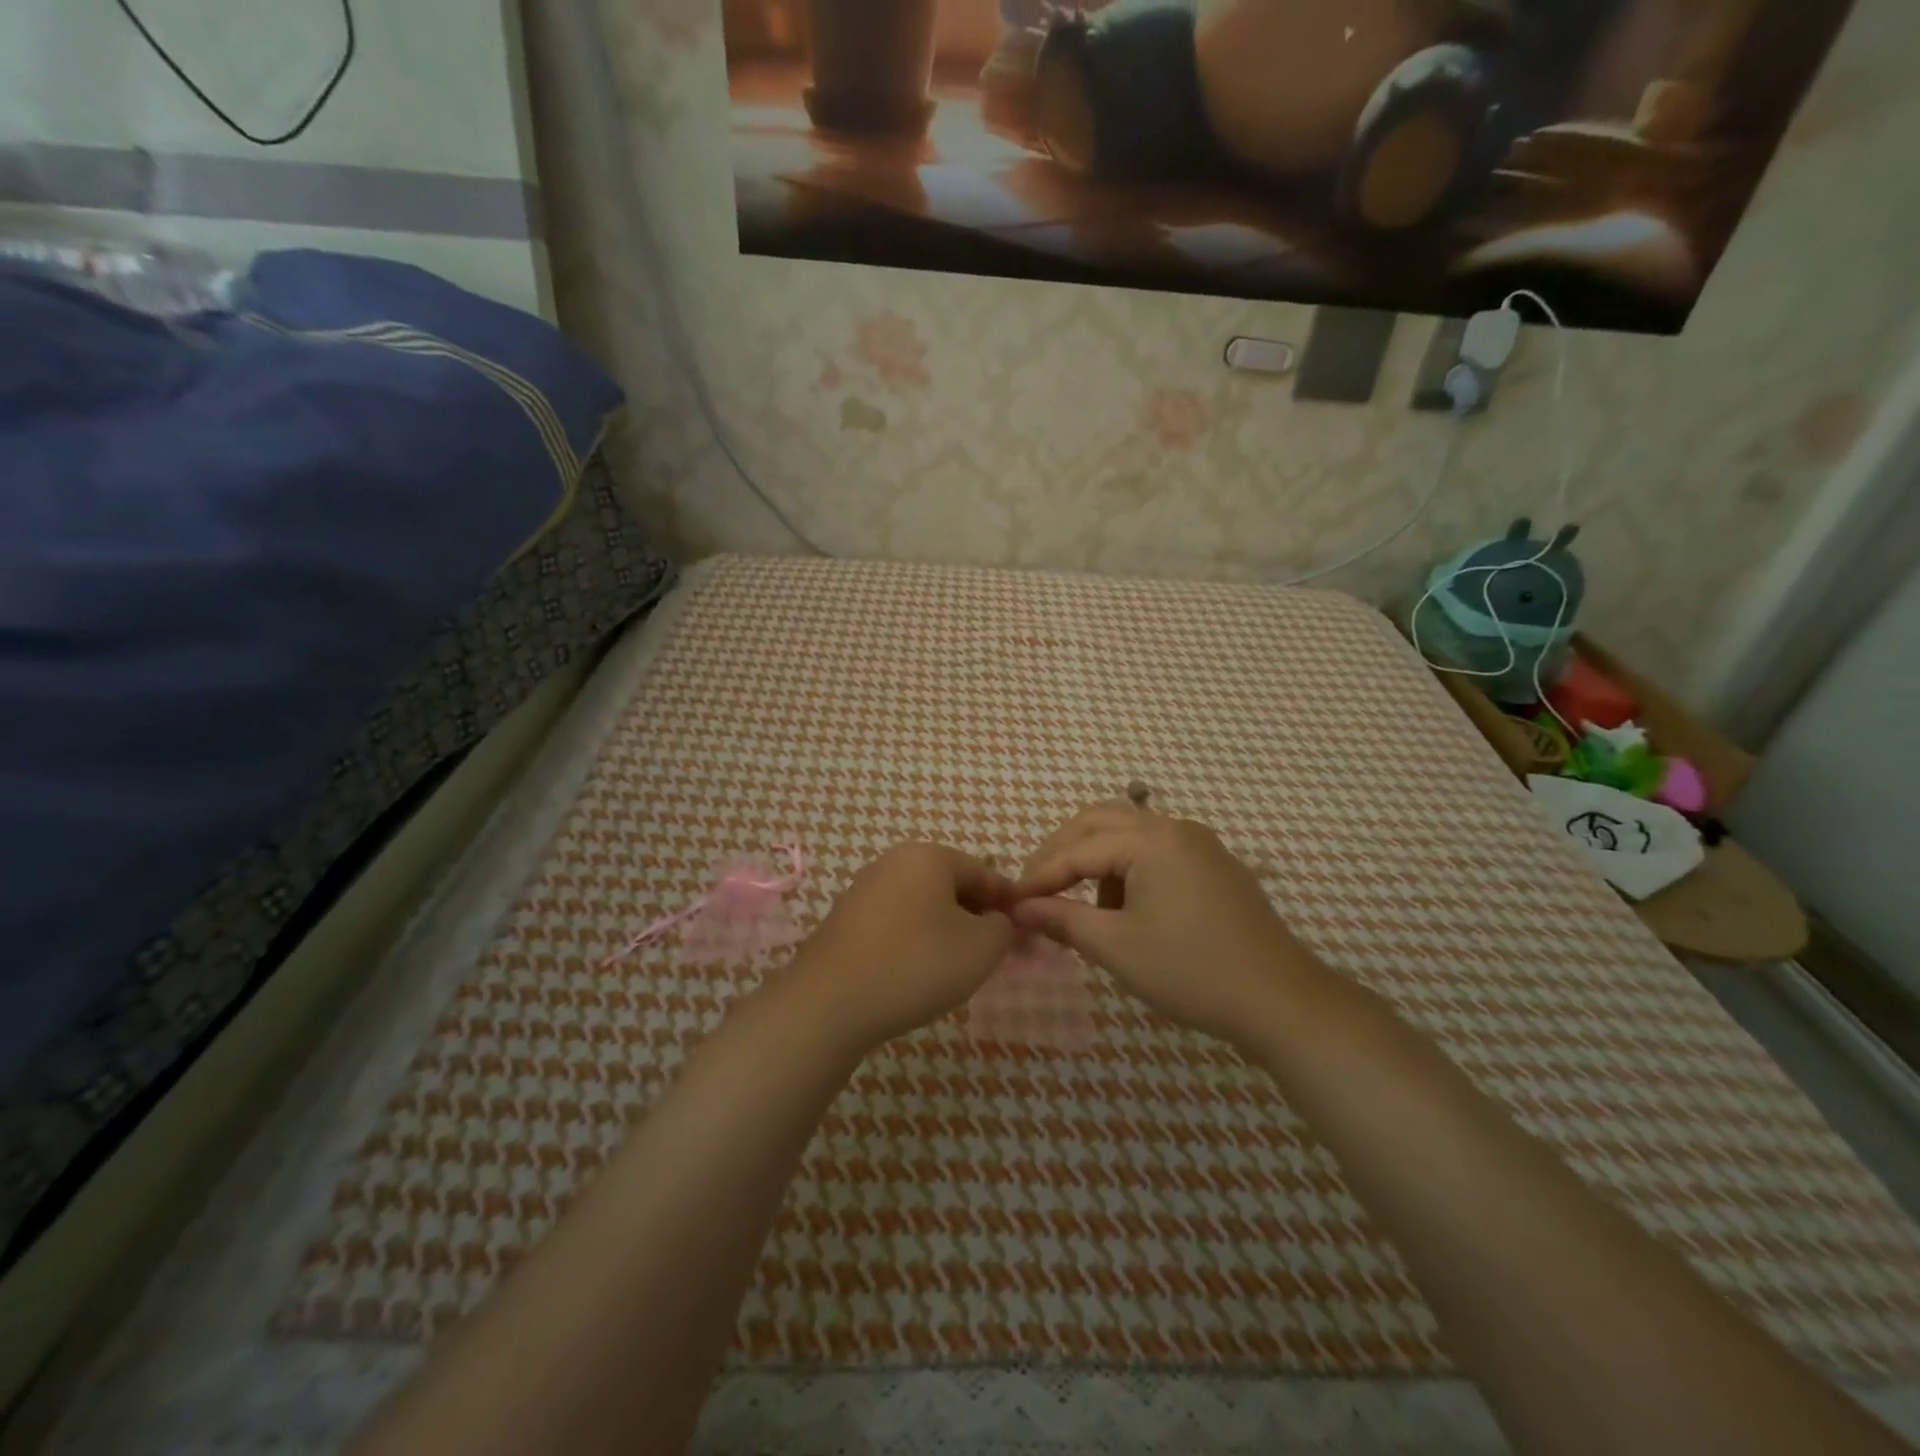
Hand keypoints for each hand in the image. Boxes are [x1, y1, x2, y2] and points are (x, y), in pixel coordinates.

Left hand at [786, 842, 1015, 1051]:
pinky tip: (919, 972)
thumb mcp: (980, 949)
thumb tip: (999, 921)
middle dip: (978, 918)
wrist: (829, 1003)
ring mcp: (866, 888)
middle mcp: (895, 861)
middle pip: (953, 885)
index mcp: (929, 856)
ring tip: (959, 968)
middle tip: (995, 956)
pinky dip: (916, 940)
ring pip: (924, 905)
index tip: (1027, 936)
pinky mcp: (846, 918)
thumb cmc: (915, 965)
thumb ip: (1003, 928)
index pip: (985, 873)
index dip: (1011, 904)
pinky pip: (897, 922)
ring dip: (948, 930)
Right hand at [1011, 804, 1320, 1045]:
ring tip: (1082, 906)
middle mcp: (1175, 828)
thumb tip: (1021, 908)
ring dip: (1095, 859)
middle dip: (1062, 852)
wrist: (1280, 1000)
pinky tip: (1125, 909)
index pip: (1078, 849)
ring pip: (1129, 834)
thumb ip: (1063, 920)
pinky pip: (1156, 851)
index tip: (1011, 901)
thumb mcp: (1117, 947)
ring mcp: (1199, 844)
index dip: (1040, 875)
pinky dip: (1127, 868)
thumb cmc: (1192, 971)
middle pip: (1100, 822)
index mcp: (1151, 840)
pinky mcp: (1213, 865)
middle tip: (1036, 887)